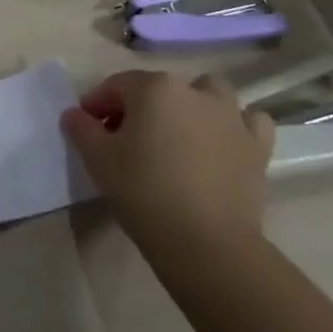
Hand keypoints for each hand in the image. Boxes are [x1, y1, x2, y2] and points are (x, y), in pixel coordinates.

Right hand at [61, 71, 273, 262]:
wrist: (208, 245)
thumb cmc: (145, 192)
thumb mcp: (98, 159)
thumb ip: (81, 128)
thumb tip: (75, 114)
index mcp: (154, 88)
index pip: (116, 86)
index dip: (97, 105)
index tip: (87, 130)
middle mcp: (194, 91)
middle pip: (159, 88)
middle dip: (140, 106)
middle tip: (126, 139)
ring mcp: (231, 117)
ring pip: (208, 93)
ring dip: (192, 105)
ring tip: (177, 135)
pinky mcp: (257, 147)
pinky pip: (248, 121)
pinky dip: (235, 125)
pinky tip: (221, 143)